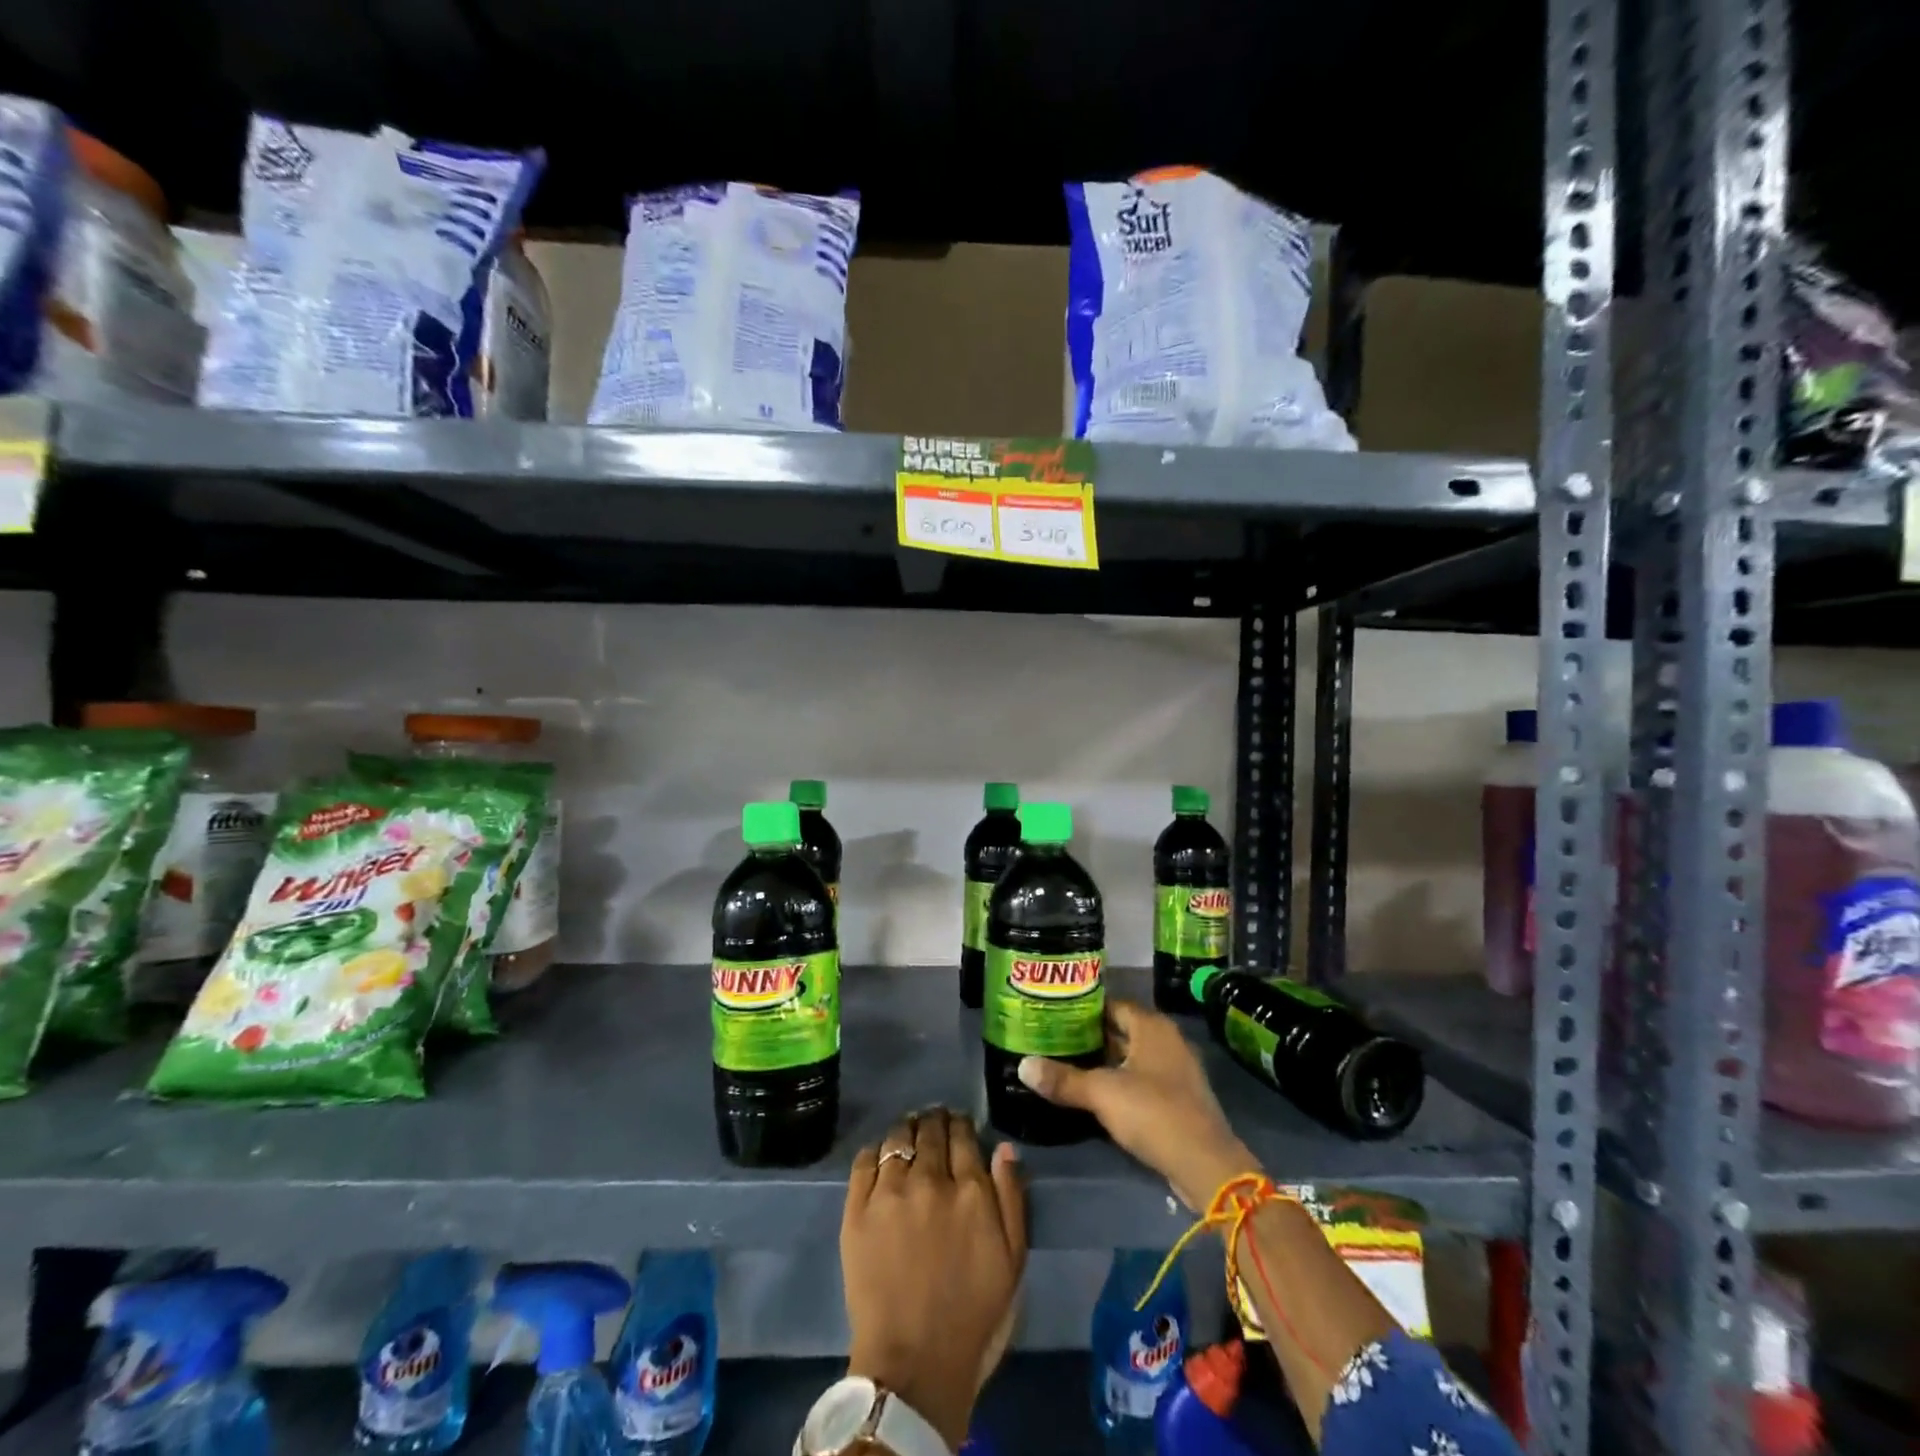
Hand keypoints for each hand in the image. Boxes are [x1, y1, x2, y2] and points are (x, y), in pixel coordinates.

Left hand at [842, 1108, 1027, 1450]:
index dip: (960, 1124)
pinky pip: (865, 1160)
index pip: (962, 1134)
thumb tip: (1003, 1147)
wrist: (913, 1365)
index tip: (959, 1124)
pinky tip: (881, 1156)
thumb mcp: (1012, 1261)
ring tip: (908, 1133)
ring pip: (897, 1137)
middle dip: (934, 1120)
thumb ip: (1011, 1197)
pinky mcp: (857, 1209)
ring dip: (906, 1130)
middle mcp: (929, 1179)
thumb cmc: (973, 1317)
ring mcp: (889, 1192)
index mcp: (970, 1190)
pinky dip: (876, 1151)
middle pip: (930, 1129)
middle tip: (934, 1122)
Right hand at [1017, 998, 1256, 1208]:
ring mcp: (1176, 1069)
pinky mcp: (1179, 1097)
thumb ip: (1063, 1079)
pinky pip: (1142, 1079)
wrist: (1206, 1165)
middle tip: (1053, 1040)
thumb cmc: (1153, 1113)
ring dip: (1105, 1061)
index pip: (1110, 1004)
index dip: (1082, 1009)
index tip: (1053, 1016)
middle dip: (1090, 1036)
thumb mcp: (1102, 1093)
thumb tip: (1023, 1066)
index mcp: (1152, 1025)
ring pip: (1131, 1056)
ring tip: (1067, 1065)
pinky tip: (1096, 1094)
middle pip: (1121, 1029)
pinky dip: (1120, 1081)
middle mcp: (1167, 1039)